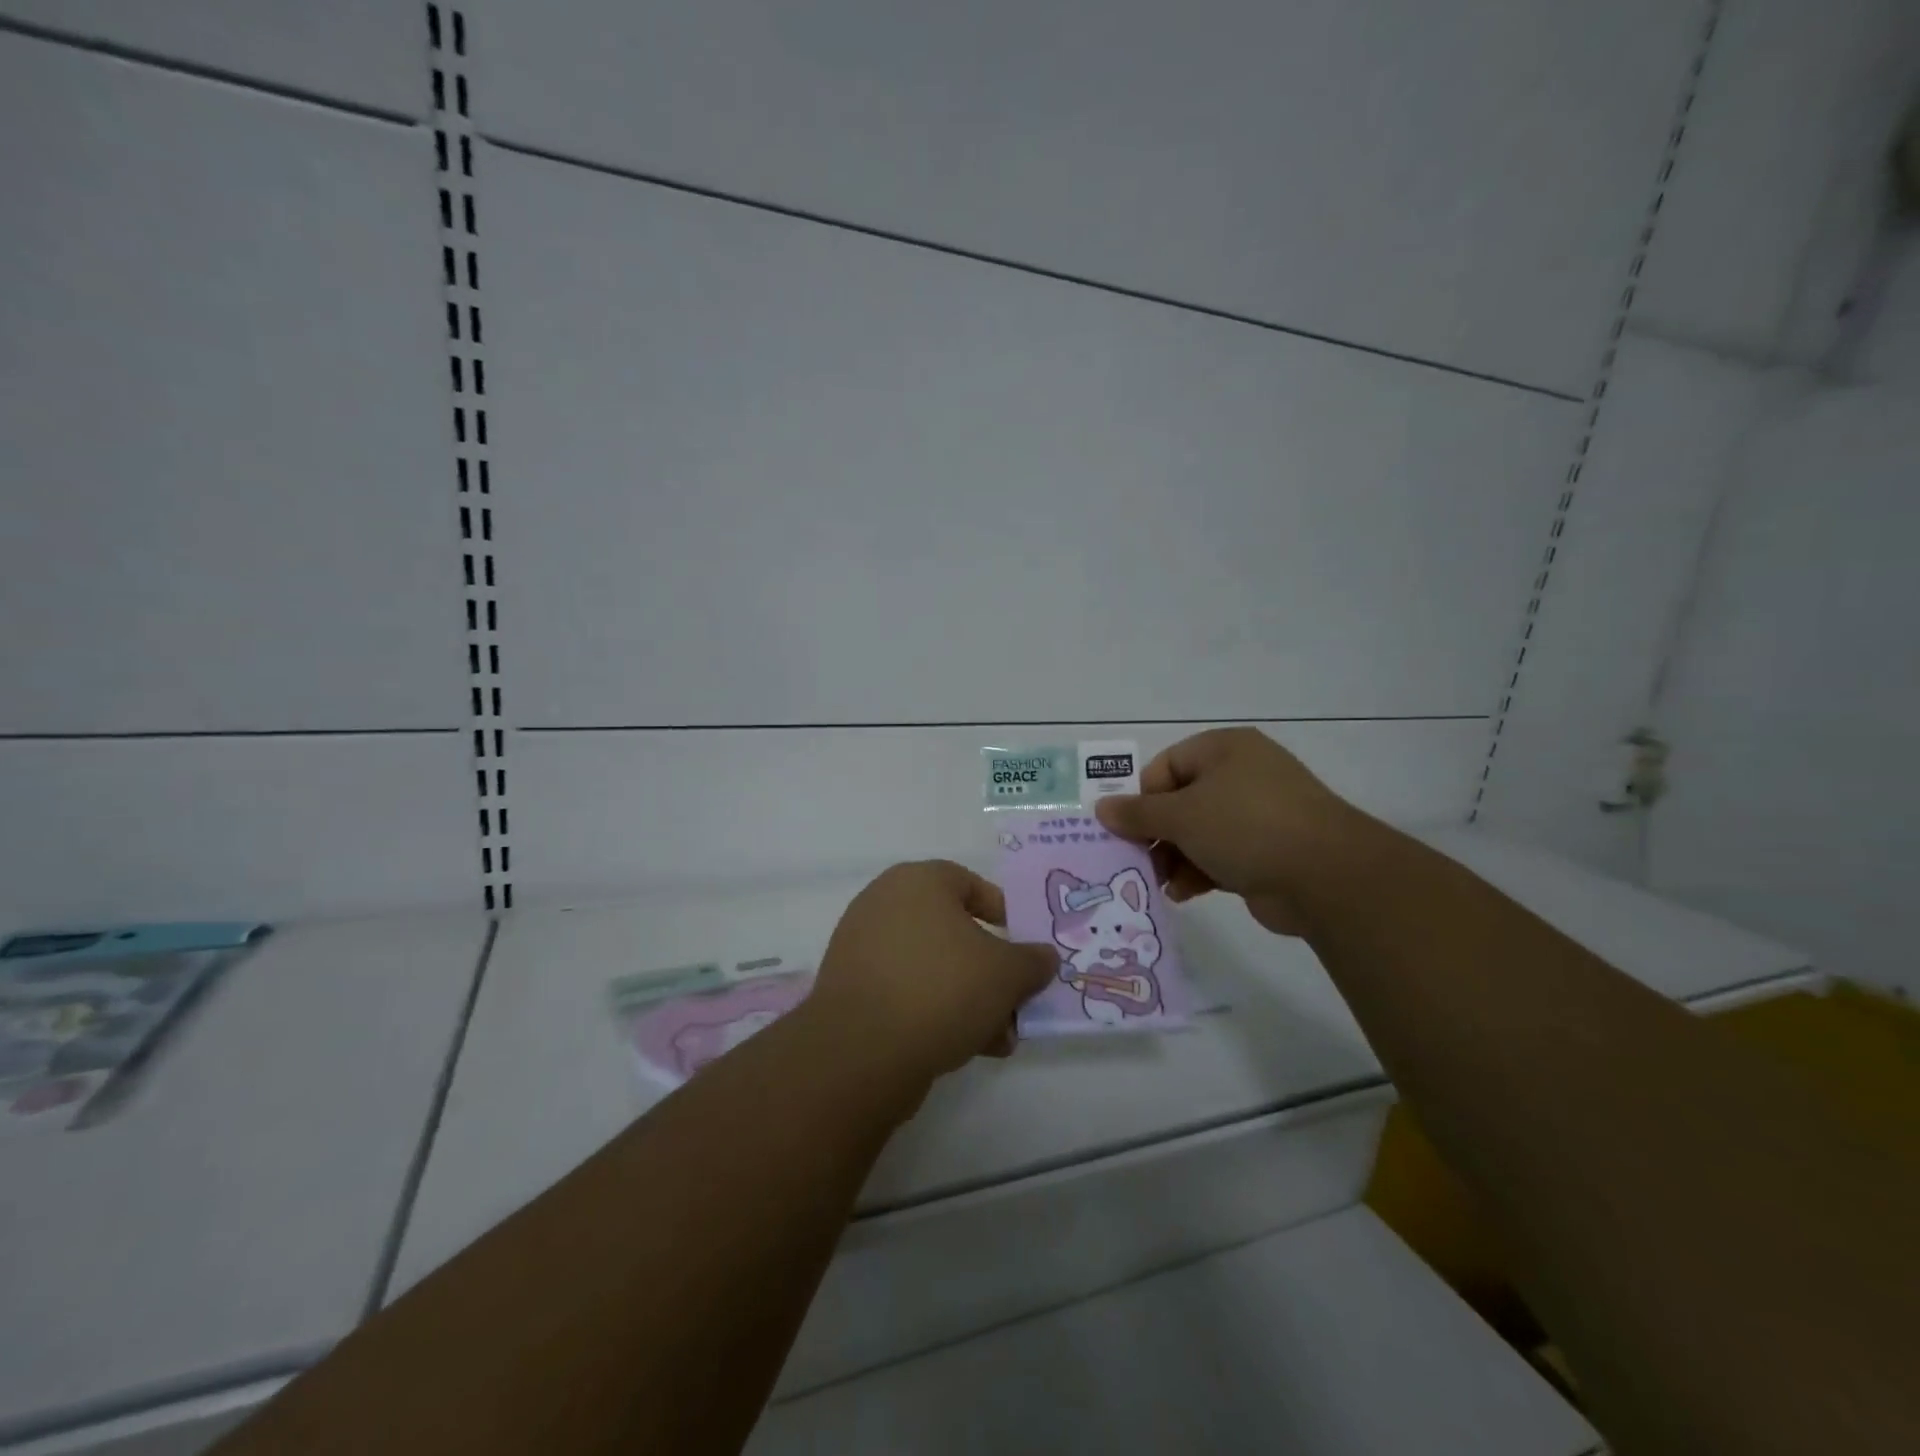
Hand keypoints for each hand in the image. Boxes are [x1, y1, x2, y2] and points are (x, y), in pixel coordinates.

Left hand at [807, 861, 1057, 1084]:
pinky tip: (963, 1048)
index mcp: (918, 881)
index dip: (1004, 914)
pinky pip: (905, 991)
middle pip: (953, 932)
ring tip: (997, 1039)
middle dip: (990, 970)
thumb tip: (1044, 957)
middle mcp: (884, 904)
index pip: (970, 884)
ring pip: (932, 967)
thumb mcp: (1006, 973)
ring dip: (968, 999)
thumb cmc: (942, 988)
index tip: (1024, 947)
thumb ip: (1032, 961)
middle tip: (1015, 1003)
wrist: (861, 1051)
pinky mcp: (851, 989)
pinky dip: (934, 1012)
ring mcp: (862, 948)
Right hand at [1094, 728, 1368, 935]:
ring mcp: (1258, 813)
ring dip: (1174, 857)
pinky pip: (1220, 855)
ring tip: (1157, 883)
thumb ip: (1138, 813)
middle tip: (1135, 860)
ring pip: (1198, 832)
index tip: (1126, 829)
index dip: (1141, 797)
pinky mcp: (1268, 849)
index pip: (1165, 766)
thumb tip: (1101, 808)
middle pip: (1180, 801)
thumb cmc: (1245, 826)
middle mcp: (1242, 774)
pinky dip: (1199, 871)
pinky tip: (1183, 894)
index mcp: (1224, 749)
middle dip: (1156, 834)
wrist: (1327, 876)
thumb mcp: (1182, 815)